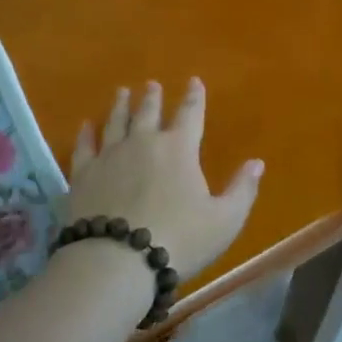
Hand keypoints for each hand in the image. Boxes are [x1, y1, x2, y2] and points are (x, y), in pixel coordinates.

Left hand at [65, 78, 262, 277]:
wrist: (117, 261)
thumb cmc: (179, 240)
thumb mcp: (224, 220)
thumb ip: (242, 189)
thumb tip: (257, 162)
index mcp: (179, 149)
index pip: (190, 114)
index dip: (194, 97)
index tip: (194, 81)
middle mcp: (144, 142)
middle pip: (148, 112)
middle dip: (152, 97)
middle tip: (151, 84)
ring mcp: (110, 156)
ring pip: (116, 122)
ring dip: (120, 106)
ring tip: (122, 92)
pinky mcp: (84, 174)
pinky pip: (85, 146)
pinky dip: (86, 133)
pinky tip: (86, 125)